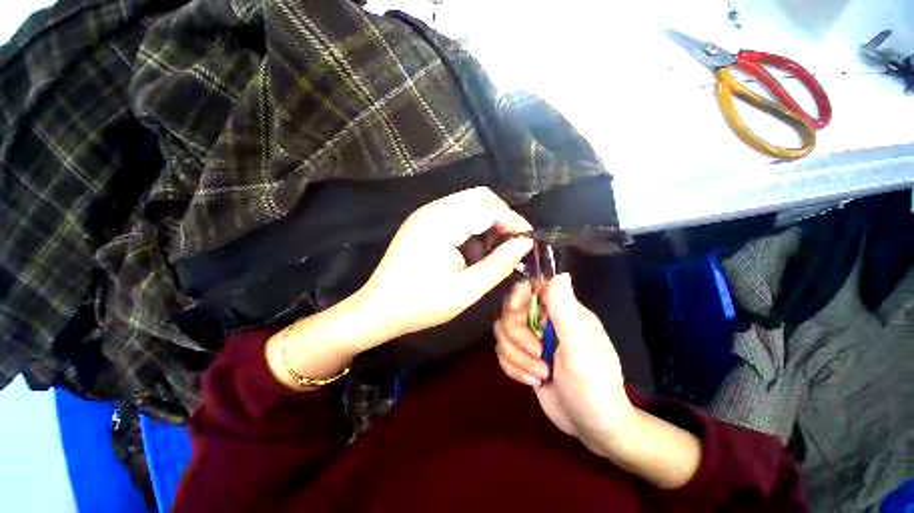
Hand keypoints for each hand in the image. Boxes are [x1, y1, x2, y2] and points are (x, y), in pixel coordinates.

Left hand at [354, 187, 532, 349]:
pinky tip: (471, 254)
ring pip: (468, 205)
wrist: (378, 310)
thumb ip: (499, 264)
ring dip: (486, 224)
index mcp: (441, 221)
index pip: (488, 207)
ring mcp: (425, 215)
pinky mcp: (422, 224)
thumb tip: (525, 244)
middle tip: (511, 245)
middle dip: (501, 218)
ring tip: (490, 254)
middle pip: (479, 198)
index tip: (528, 241)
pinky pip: (455, 216)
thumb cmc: (421, 304)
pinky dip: (471, 229)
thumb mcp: (467, 289)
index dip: (513, 222)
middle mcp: (432, 209)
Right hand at [494, 274, 635, 454]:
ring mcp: (532, 340)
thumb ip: (566, 310)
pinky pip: (503, 353)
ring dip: (517, 357)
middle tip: (538, 354)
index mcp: (562, 311)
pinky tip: (533, 381)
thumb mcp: (581, 348)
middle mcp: (544, 321)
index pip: (531, 287)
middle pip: (510, 312)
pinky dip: (513, 367)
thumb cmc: (595, 386)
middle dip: (518, 337)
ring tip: (541, 375)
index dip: (518, 295)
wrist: (594, 427)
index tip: (515, 310)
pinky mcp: (523, 358)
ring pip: (503, 334)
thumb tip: (560, 274)